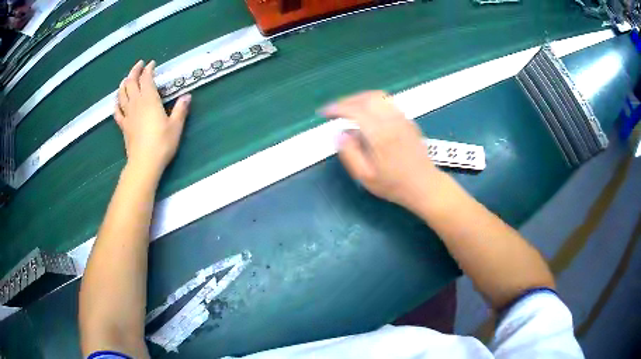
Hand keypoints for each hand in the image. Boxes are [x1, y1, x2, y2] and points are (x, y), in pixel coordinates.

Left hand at [115, 60, 190, 175]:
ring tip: (126, 79)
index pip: (146, 78)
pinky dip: (116, 104)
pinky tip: (117, 101)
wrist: (144, 163)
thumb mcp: (176, 126)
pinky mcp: (123, 126)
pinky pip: (117, 112)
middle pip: (131, 82)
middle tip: (139, 65)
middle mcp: (136, 103)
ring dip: (124, 84)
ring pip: (122, 94)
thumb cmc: (162, 143)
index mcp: (149, 100)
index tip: (152, 63)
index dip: (148, 69)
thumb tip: (187, 96)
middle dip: (134, 71)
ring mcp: (128, 115)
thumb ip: (181, 109)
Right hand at [322, 91, 442, 211]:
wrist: (425, 186)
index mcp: (380, 135)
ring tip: (349, 109)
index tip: (325, 113)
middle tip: (335, 110)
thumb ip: (349, 153)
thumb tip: (338, 134)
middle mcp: (392, 121)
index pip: (355, 111)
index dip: (337, 108)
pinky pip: (388, 103)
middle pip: (367, 98)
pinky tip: (368, 114)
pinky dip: (373, 102)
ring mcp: (402, 119)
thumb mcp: (365, 177)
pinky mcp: (408, 121)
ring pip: (379, 97)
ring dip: (360, 98)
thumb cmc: (394, 185)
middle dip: (348, 100)